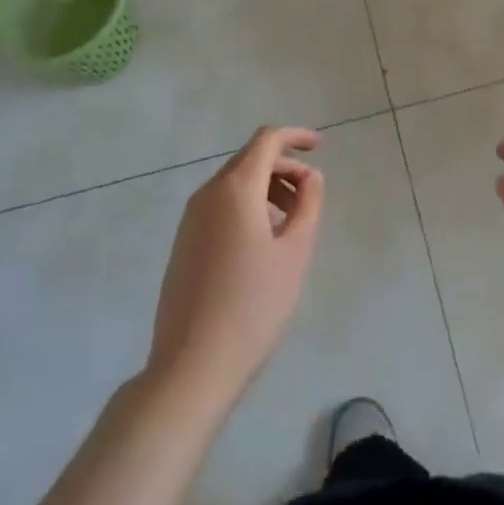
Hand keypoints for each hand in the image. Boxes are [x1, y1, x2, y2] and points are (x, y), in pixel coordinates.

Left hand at [147, 125, 323, 407]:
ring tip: (290, 222)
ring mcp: (190, 219)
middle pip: (250, 159)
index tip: (320, 147)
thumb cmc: (252, 306)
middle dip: (283, 167)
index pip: (267, 140)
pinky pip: (219, 206)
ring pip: (234, 184)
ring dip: (266, 188)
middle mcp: (208, 194)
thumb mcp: (294, 253)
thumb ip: (308, 205)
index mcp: (236, 188)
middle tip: (310, 194)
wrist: (191, 367)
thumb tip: (310, 177)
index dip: (295, 136)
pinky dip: (246, 207)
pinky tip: (261, 243)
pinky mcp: (183, 244)